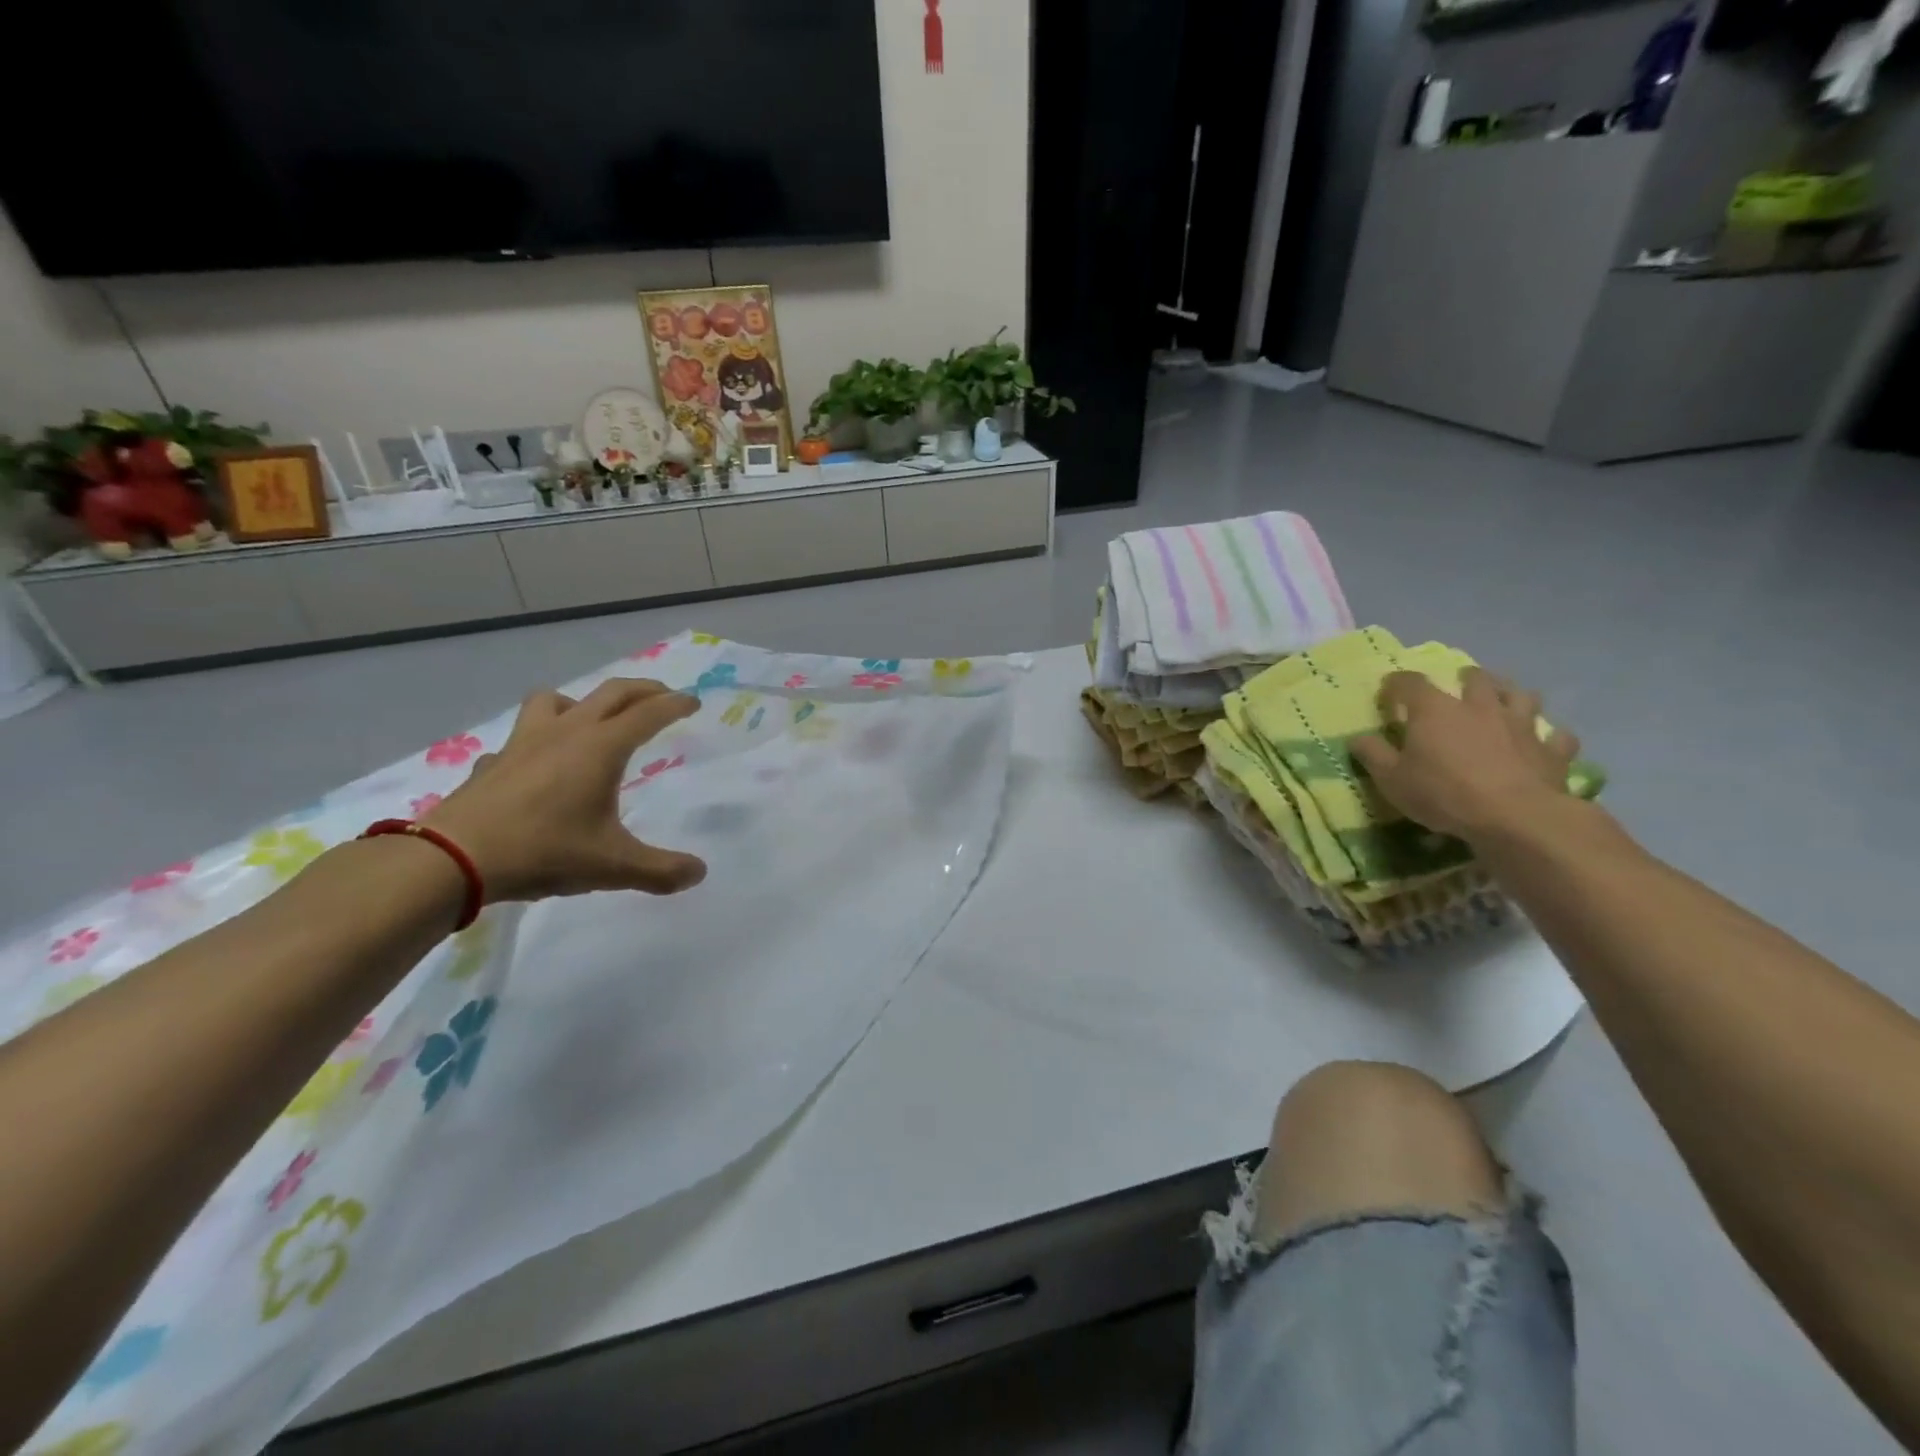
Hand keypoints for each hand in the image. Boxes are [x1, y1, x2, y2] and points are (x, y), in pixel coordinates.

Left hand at [421, 679, 707, 901]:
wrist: (453, 859)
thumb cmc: (544, 851)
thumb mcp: (614, 866)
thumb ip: (661, 870)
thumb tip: (698, 873)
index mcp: (602, 747)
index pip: (649, 713)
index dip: (676, 705)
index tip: (694, 703)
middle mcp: (567, 732)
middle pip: (611, 693)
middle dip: (643, 690)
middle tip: (662, 696)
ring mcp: (524, 743)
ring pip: (557, 700)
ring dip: (582, 702)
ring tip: (592, 721)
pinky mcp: (493, 762)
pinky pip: (520, 738)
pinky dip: (537, 741)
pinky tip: (537, 764)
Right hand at [1350, 668, 1580, 844]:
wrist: (1514, 817)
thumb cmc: (1443, 793)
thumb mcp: (1390, 779)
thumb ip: (1372, 755)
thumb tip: (1358, 738)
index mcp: (1435, 710)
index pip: (1410, 683)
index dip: (1396, 684)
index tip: (1388, 692)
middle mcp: (1479, 707)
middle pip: (1475, 678)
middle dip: (1465, 678)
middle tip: (1458, 686)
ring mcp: (1520, 725)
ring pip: (1522, 696)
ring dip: (1511, 695)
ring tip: (1503, 702)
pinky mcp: (1551, 750)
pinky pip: (1557, 736)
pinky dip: (1550, 737)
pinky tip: (1544, 743)